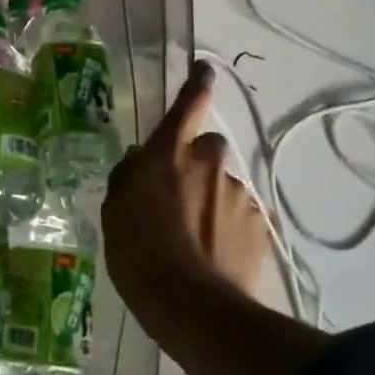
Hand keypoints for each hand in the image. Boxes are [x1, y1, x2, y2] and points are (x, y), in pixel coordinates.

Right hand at [102, 62, 272, 327]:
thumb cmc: (138, 251)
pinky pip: (241, 216)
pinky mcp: (259, 225)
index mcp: (168, 155)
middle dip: (199, 161)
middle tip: (183, 192)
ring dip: (213, 199)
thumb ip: (128, 177)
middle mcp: (208, 164)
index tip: (205, 69)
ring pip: (225, 185)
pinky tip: (214, 254)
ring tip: (196, 237)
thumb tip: (140, 159)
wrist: (190, 305)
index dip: (196, 85)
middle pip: (210, 147)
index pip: (187, 107)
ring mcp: (238, 194)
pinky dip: (229, 227)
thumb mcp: (115, 210)